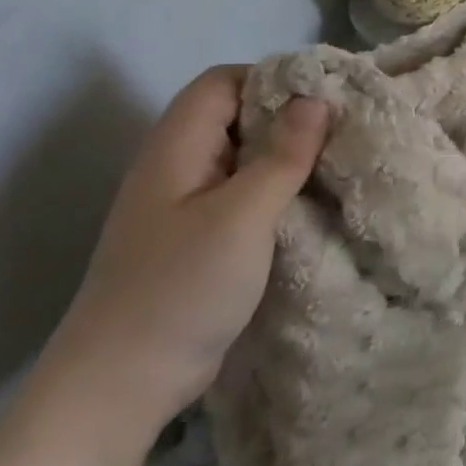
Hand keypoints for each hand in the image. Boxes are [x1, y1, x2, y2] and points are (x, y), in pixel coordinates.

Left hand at [42, 66, 330, 443]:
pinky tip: (311, 204)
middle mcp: (176, 167)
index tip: (326, 98)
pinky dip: (278, 189)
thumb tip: (316, 98)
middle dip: (289, 117)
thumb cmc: (180, 289)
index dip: (272, 80)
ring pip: (243, 156)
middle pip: (235, 115)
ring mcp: (184, 205)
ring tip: (338, 163)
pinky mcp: (198, 238)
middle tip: (344, 130)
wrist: (121, 385)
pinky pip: (243, 193)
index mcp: (176, 149)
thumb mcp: (243, 216)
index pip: (222, 82)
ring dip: (288, 156)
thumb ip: (283, 154)